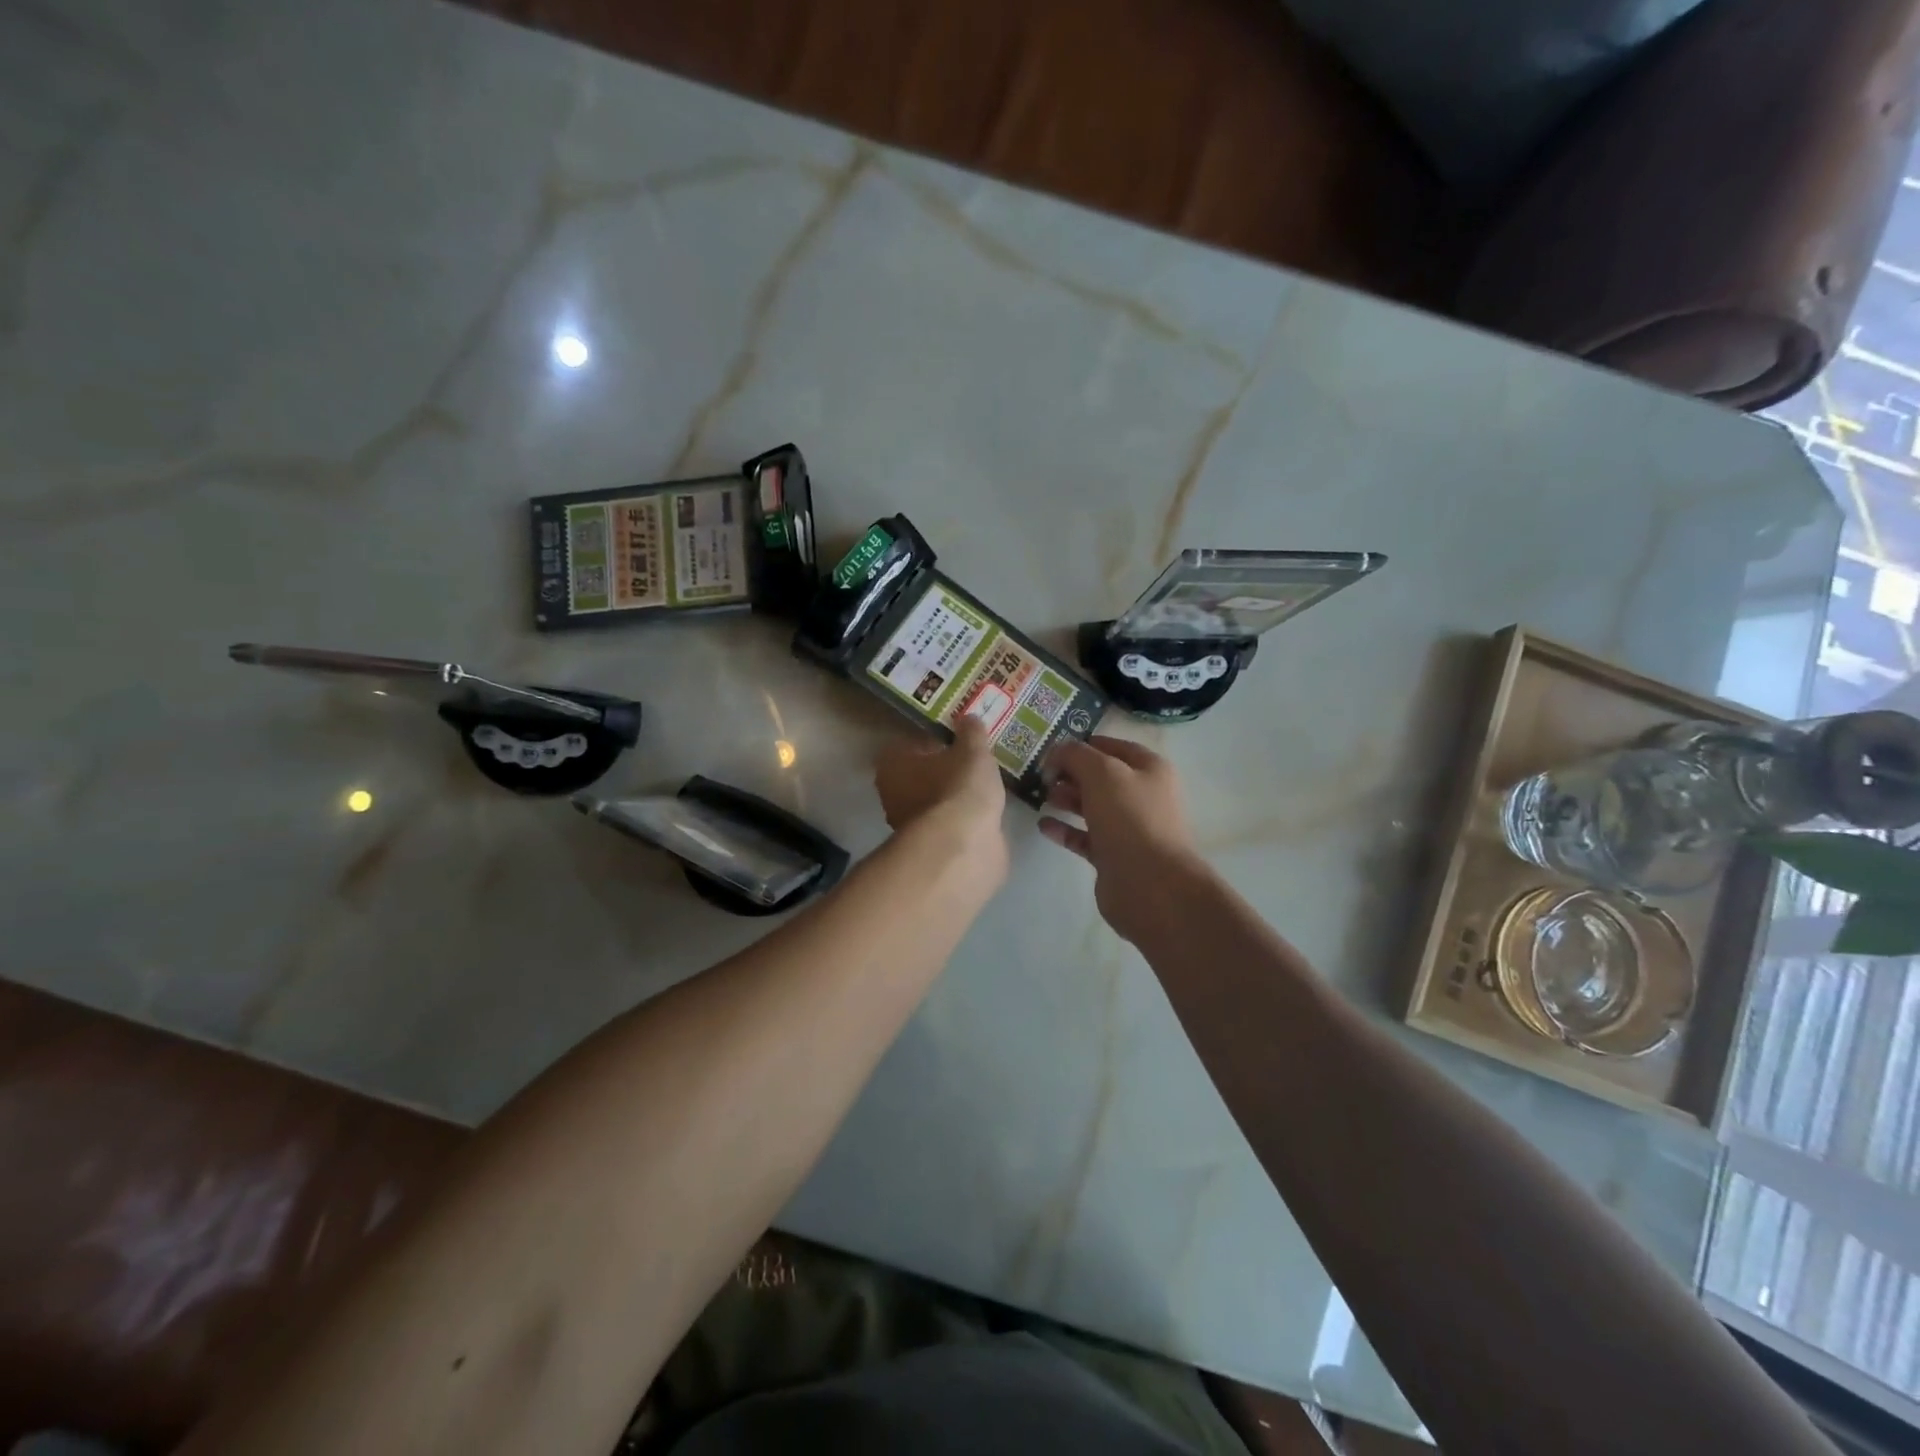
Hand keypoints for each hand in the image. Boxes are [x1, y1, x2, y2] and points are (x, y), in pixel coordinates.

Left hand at [875, 718, 1007, 841]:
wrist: (964, 845)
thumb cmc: (960, 787)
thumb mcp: (973, 750)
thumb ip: (971, 732)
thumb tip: (968, 718)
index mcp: (892, 765)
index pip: (908, 745)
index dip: (932, 741)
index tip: (955, 740)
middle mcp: (892, 795)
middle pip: (918, 775)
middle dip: (941, 770)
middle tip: (970, 762)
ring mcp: (908, 825)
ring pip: (931, 802)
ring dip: (950, 797)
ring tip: (980, 788)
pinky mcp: (928, 848)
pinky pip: (945, 824)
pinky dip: (959, 819)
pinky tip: (981, 814)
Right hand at [1039, 736, 1210, 944]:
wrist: (1150, 884)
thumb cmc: (1130, 818)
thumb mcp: (1102, 772)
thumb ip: (1076, 755)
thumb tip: (1058, 751)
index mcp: (1149, 769)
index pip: (1113, 747)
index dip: (1083, 744)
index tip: (1051, 748)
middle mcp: (1142, 795)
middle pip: (1100, 777)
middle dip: (1070, 772)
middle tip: (1041, 774)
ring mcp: (1128, 828)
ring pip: (1091, 806)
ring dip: (1066, 798)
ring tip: (1040, 796)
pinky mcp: (1113, 855)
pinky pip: (1084, 836)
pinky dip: (1064, 829)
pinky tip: (1043, 825)